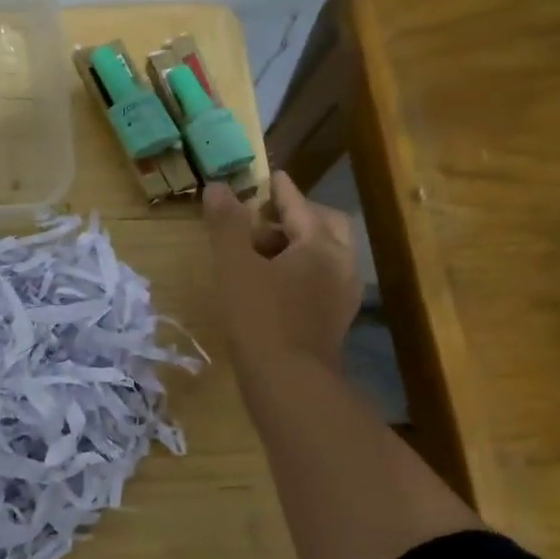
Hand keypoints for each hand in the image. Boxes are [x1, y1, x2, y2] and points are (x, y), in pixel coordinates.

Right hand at [204, 170, 361, 379]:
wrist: (289, 383)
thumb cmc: (260, 317)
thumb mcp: (234, 266)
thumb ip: (226, 224)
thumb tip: (218, 187)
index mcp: (320, 246)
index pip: (300, 206)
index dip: (282, 190)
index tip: (270, 176)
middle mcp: (341, 265)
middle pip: (324, 227)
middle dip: (296, 216)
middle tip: (264, 217)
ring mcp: (341, 295)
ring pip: (324, 256)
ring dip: (296, 245)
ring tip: (261, 251)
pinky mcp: (333, 320)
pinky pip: (320, 280)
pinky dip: (299, 270)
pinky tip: (272, 284)